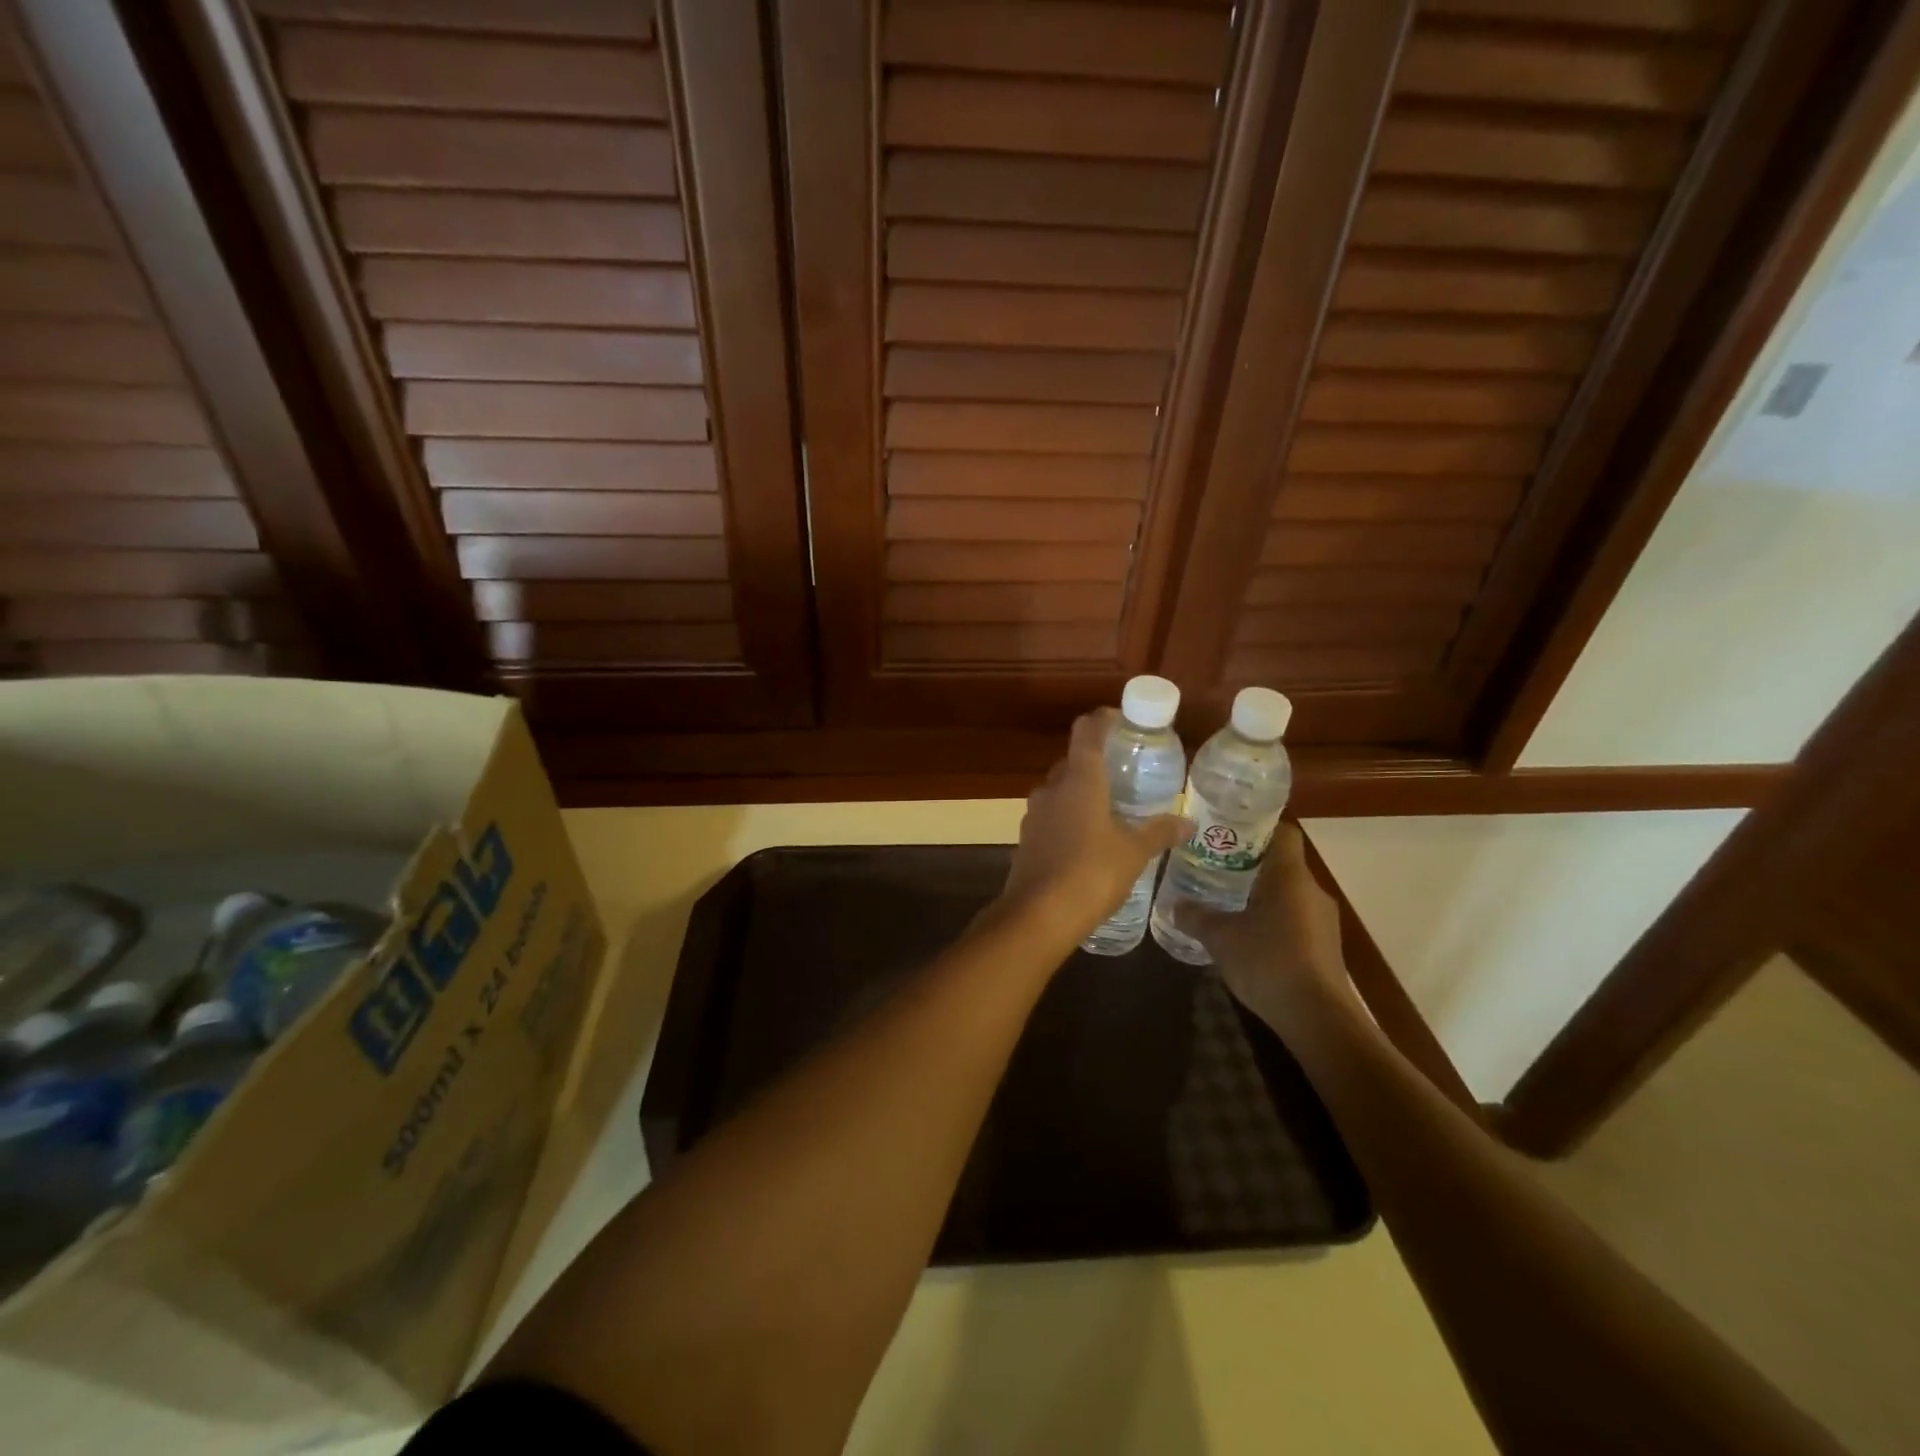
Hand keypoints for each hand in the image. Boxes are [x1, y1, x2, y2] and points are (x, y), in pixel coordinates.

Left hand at [1000, 709, 1191, 938]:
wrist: (1038, 915)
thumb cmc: (1091, 872)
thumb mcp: (1133, 852)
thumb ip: (1158, 831)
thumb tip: (1187, 822)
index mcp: (1079, 779)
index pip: (1087, 732)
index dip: (1103, 720)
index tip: (1122, 721)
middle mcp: (1052, 788)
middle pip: (1072, 761)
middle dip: (1096, 762)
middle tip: (1125, 773)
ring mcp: (1034, 813)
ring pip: (1059, 790)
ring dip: (1081, 792)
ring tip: (1110, 807)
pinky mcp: (1026, 838)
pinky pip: (1050, 816)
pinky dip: (1068, 817)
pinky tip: (1087, 840)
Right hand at [1168, 822, 1360, 1031]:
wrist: (1318, 1018)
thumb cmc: (1269, 962)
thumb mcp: (1221, 938)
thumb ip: (1196, 917)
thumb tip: (1173, 905)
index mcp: (1289, 876)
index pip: (1282, 832)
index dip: (1257, 827)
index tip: (1227, 831)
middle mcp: (1311, 890)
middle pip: (1281, 863)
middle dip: (1249, 863)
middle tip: (1214, 866)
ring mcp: (1323, 920)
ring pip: (1288, 893)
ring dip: (1261, 894)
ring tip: (1226, 901)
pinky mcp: (1325, 946)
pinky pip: (1295, 918)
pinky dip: (1273, 919)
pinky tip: (1248, 936)